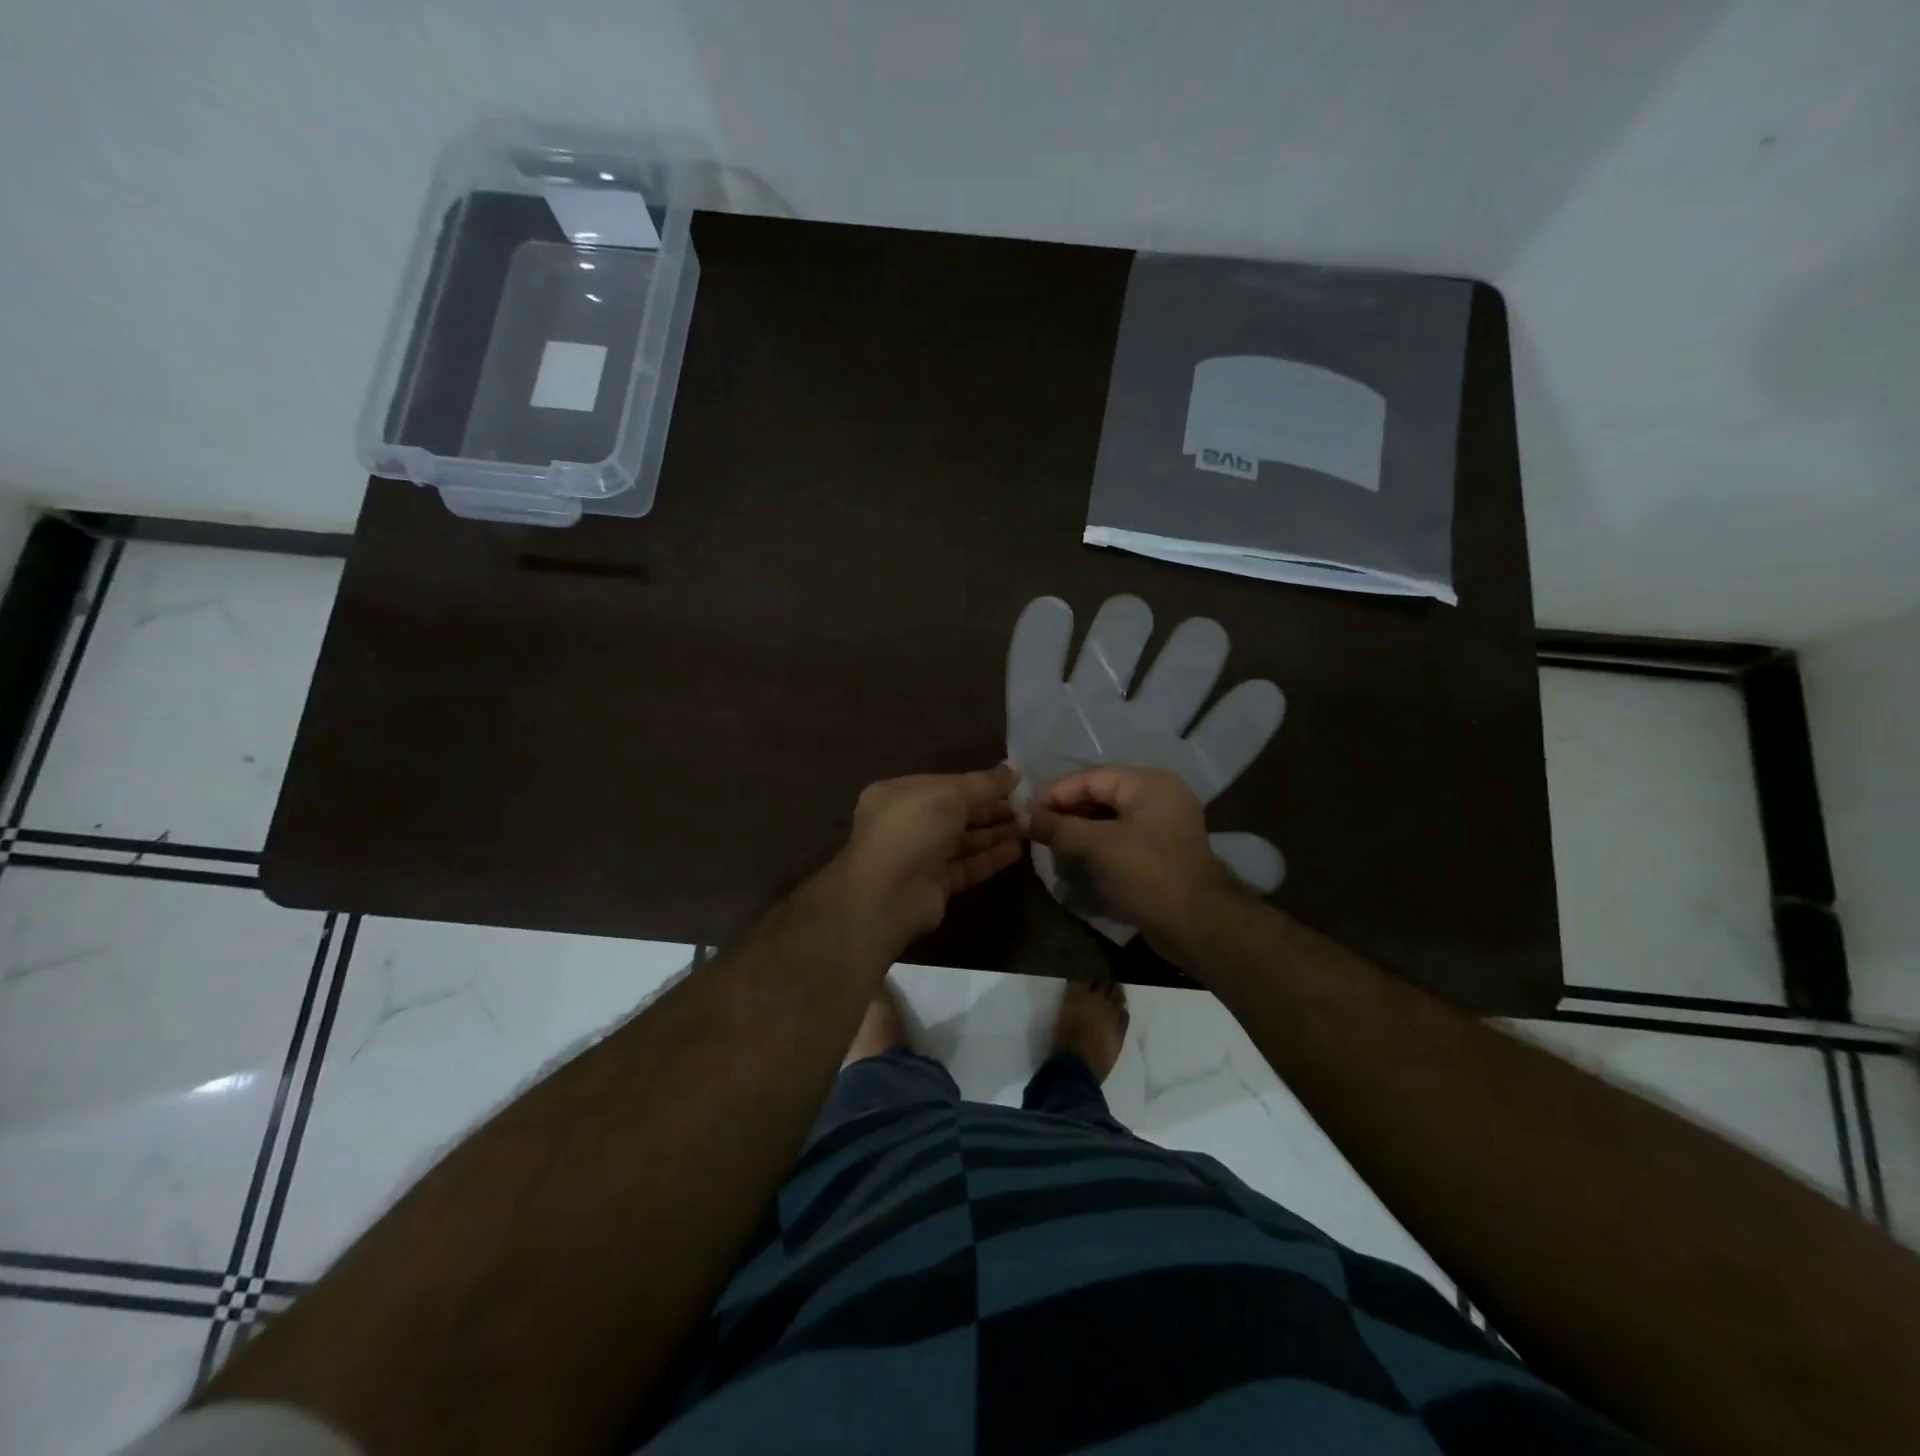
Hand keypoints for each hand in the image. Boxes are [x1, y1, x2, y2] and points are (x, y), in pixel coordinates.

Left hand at [835, 764, 1024, 958]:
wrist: (888, 895)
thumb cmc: (913, 829)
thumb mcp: (950, 794)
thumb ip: (984, 783)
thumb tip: (1014, 768)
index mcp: (898, 794)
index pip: (946, 784)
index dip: (979, 784)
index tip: (1014, 784)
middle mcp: (907, 823)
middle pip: (956, 813)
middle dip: (991, 810)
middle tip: (1028, 807)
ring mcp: (919, 856)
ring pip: (963, 841)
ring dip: (995, 833)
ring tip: (1030, 826)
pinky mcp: (934, 885)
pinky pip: (966, 866)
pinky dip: (989, 858)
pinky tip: (1017, 850)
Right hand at [1027, 765, 1245, 950]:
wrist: (1198, 925)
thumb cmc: (1147, 875)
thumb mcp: (1097, 847)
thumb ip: (1059, 828)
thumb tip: (1023, 816)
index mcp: (1149, 783)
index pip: (1092, 777)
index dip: (1056, 793)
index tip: (1027, 811)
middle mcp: (1160, 795)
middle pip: (1102, 793)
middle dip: (1068, 810)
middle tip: (1037, 827)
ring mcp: (1165, 824)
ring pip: (1112, 816)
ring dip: (1081, 828)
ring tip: (1053, 844)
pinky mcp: (1164, 850)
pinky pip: (1123, 836)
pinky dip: (1099, 843)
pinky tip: (1077, 857)